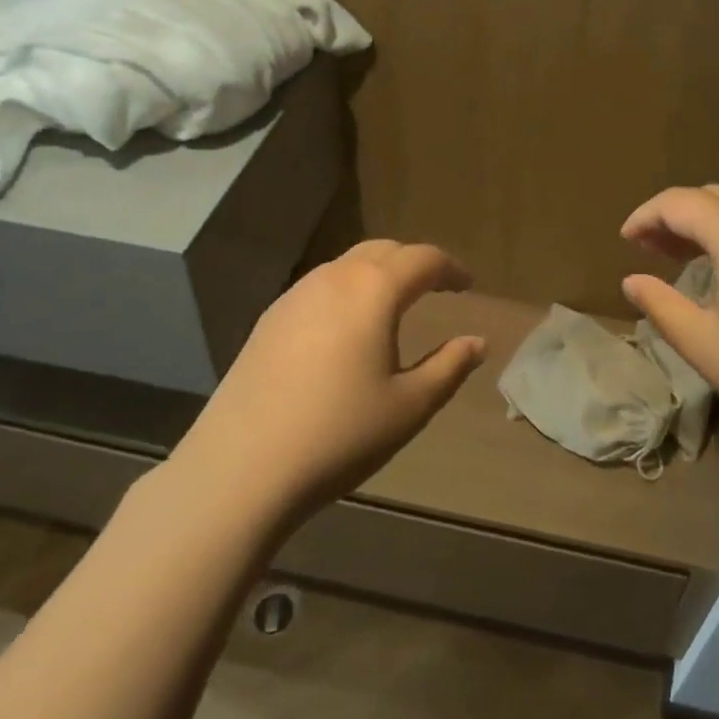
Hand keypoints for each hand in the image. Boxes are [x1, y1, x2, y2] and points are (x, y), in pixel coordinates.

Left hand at [172, 240, 486, 526]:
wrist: (241, 468)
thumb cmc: (340, 434)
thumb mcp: (410, 406)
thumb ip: (449, 366)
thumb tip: (477, 342)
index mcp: (374, 290)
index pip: (423, 259)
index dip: (451, 268)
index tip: (467, 285)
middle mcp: (335, 278)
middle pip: (384, 251)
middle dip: (414, 263)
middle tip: (435, 287)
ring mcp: (295, 295)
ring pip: (347, 265)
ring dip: (378, 273)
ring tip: (394, 304)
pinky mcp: (268, 319)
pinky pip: (320, 286)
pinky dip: (347, 290)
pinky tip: (346, 328)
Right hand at [620, 185, 718, 479]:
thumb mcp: (704, 344)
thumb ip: (660, 304)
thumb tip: (632, 282)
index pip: (679, 202)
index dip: (645, 216)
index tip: (625, 240)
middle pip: (714, 196)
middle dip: (677, 216)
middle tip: (653, 250)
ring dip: (712, 223)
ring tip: (689, 258)